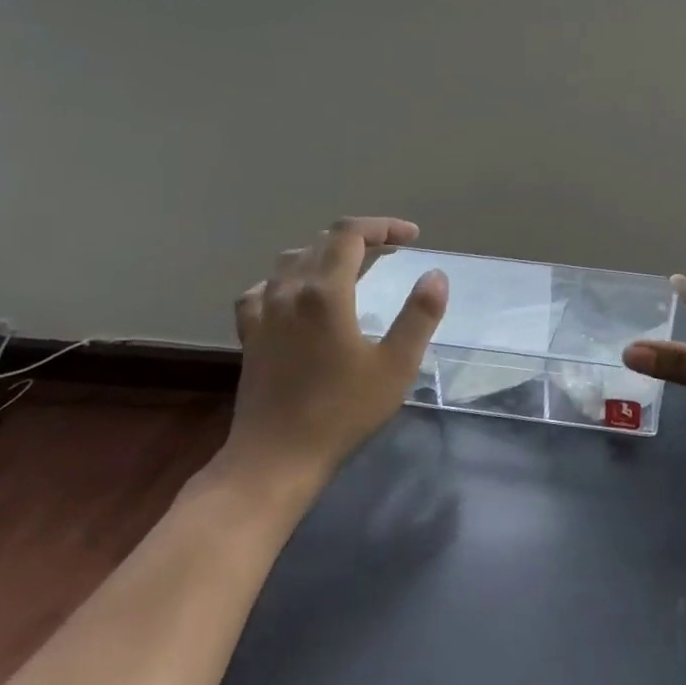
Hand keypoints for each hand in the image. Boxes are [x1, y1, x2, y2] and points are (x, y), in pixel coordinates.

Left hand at [215, 218, 447, 504]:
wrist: (276, 457)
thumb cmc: (342, 411)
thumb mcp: (396, 365)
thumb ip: (419, 315)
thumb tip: (435, 274)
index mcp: (325, 292)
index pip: (350, 234)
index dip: (382, 227)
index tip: (412, 238)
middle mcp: (289, 291)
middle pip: (322, 242)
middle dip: (361, 238)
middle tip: (393, 252)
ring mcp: (264, 312)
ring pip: (292, 261)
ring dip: (326, 254)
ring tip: (353, 268)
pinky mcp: (250, 334)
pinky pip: (265, 288)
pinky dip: (289, 280)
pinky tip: (298, 296)